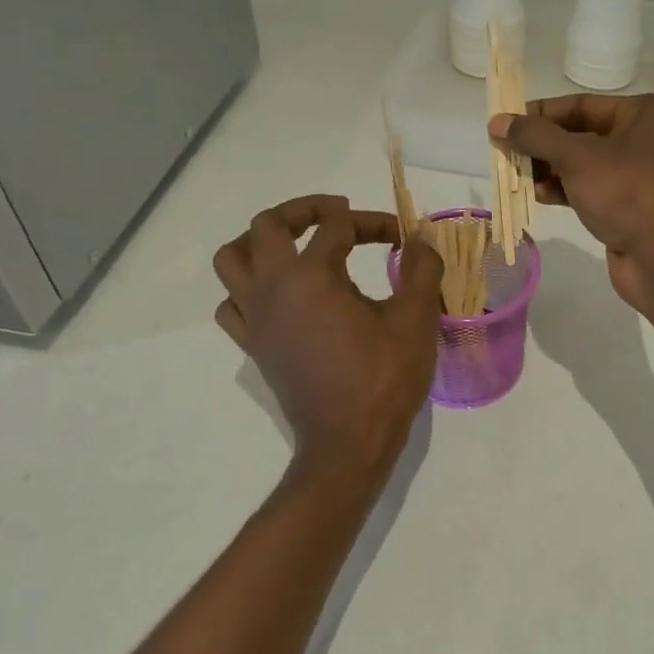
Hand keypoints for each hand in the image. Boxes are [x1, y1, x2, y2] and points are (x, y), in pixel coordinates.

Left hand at [213, 195, 443, 483]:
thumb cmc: (384, 378)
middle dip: (303, 210)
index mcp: (313, 276)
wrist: (348, 444)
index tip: (402, 240)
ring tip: (295, 246)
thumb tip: (421, 239)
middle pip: (266, 225)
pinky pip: (232, 304)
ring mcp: (256, 318)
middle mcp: (273, 288)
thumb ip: (421, 269)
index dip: (374, 223)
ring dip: (261, 242)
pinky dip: (249, 289)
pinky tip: (281, 297)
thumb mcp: (416, 319)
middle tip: (336, 215)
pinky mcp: (254, 345)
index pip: (338, 226)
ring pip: (232, 260)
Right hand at [490, 94, 653, 311]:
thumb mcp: (576, 158)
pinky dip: (566, 190)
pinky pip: (593, 189)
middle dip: (543, 145)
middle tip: (506, 152)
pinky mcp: (633, 206)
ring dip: (550, 169)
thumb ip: (535, 136)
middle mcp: (649, 138)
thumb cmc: (626, 193)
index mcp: (647, 113)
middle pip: (582, 133)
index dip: (540, 113)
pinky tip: (540, 196)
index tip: (505, 123)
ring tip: (519, 177)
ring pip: (585, 164)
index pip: (582, 104)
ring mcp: (642, 174)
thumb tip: (497, 122)